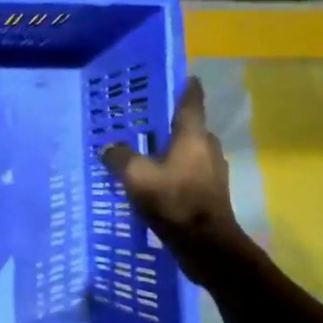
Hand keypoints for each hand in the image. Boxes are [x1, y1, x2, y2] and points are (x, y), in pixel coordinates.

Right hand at [100, 78, 248, 270]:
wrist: (207, 246)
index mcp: (193, 136)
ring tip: (147, 153)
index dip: (187, 87)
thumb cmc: (174, 201)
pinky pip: (190, 173)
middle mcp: (208, 148)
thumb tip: (109, 148)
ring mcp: (213, 173)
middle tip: (146, 122)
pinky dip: (175, 172)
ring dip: (172, 150)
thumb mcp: (137, 176)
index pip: (192, 102)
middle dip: (170, 124)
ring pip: (190, 152)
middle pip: (190, 128)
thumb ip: (120, 157)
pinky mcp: (211, 194)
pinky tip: (156, 182)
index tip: (185, 76)